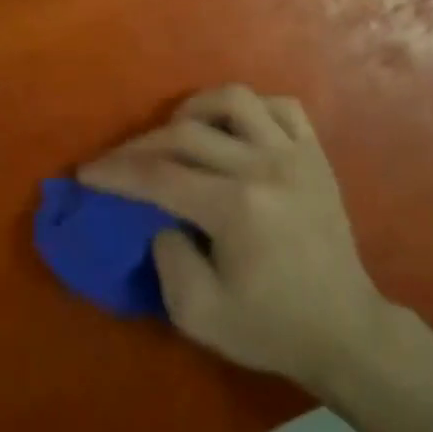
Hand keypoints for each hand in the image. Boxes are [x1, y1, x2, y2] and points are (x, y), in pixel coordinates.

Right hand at [79, 85, 388, 391]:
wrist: (346, 331)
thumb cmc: (272, 328)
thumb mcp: (200, 315)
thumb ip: (167, 260)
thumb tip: (160, 218)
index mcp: (236, 208)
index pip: (159, 175)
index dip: (116, 172)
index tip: (86, 173)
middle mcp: (264, 166)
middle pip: (185, 134)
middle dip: (139, 145)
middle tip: (117, 161)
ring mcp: (294, 154)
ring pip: (234, 100)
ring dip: (195, 110)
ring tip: (177, 132)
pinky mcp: (315, 154)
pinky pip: (281, 106)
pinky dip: (250, 109)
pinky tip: (233, 130)